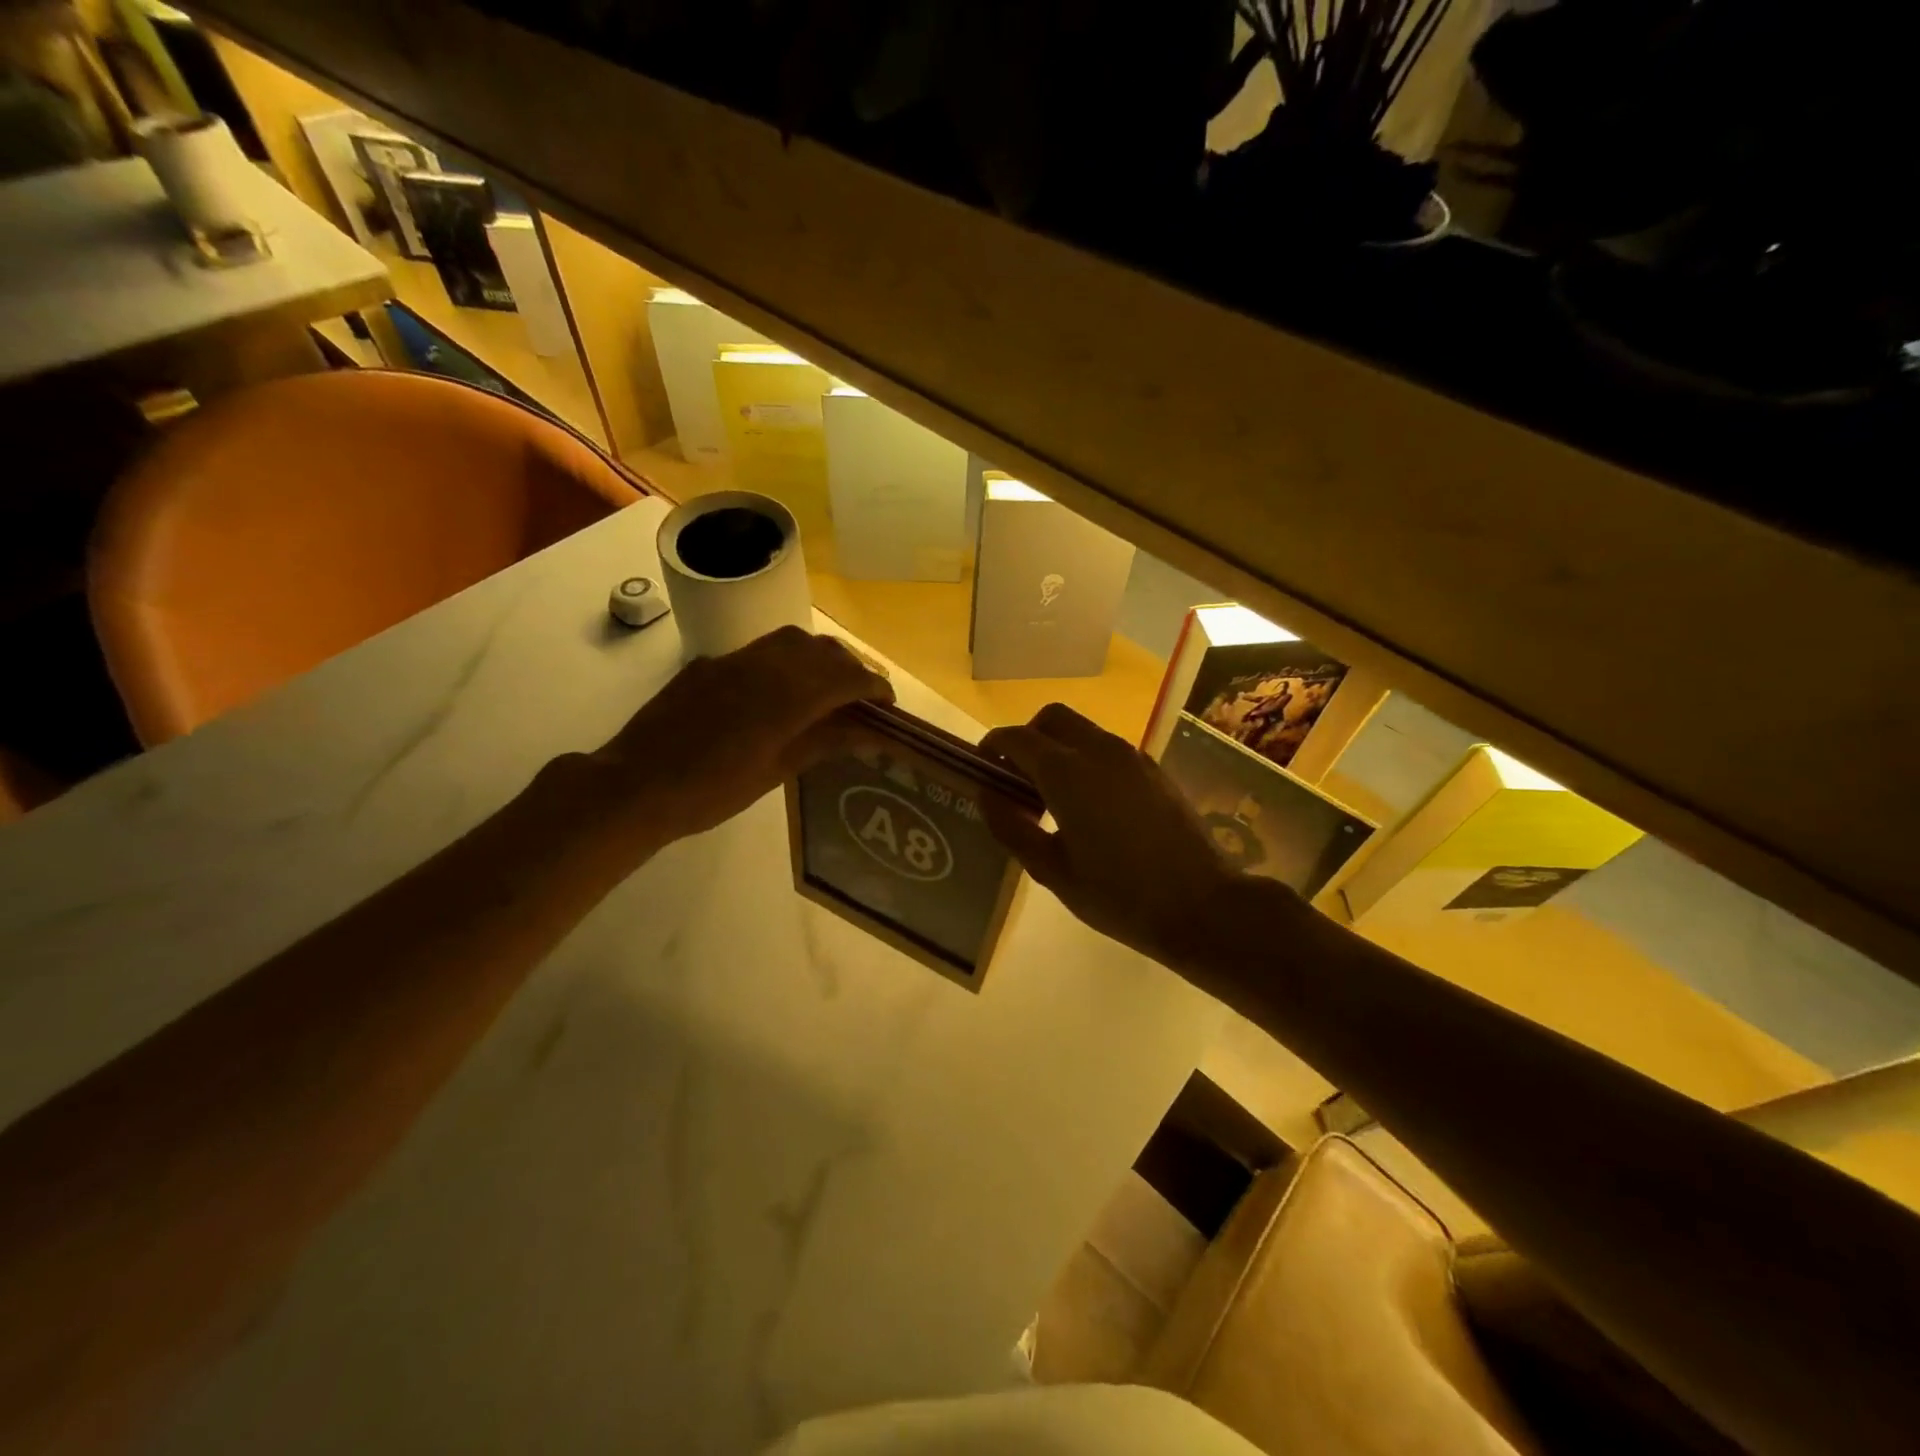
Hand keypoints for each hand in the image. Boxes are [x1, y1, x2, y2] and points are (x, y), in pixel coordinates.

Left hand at [584, 627, 892, 850]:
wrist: (635, 785)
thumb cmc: (710, 791)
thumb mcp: (775, 771)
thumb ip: (823, 742)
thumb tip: (866, 731)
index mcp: (785, 697)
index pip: (846, 677)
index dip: (874, 686)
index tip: (887, 704)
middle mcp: (764, 666)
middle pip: (823, 651)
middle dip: (851, 669)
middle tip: (861, 699)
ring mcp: (733, 660)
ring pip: (792, 641)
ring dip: (819, 658)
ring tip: (826, 688)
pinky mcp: (710, 664)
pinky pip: (761, 650)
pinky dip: (787, 662)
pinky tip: (779, 692)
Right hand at [980, 704, 1288, 973]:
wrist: (1201, 905)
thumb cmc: (1118, 895)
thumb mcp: (1052, 871)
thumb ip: (1012, 827)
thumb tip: (987, 795)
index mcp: (1067, 773)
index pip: (1017, 738)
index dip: (993, 748)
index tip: (982, 770)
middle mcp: (1099, 750)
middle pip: (1052, 719)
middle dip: (1028, 738)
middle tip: (1018, 780)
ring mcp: (1132, 757)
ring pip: (1083, 731)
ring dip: (1059, 748)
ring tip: (1053, 797)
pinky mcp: (1154, 770)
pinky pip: (1108, 749)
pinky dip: (1086, 760)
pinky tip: (1091, 805)